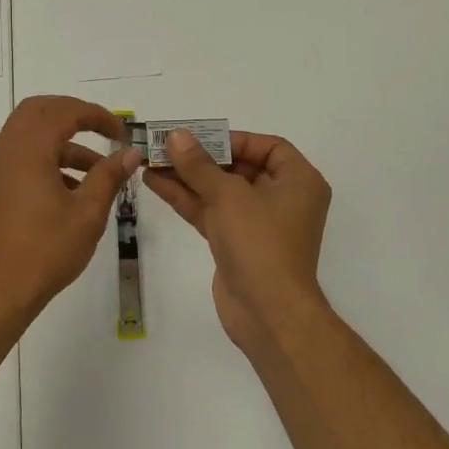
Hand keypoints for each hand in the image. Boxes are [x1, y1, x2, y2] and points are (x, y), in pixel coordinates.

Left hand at [0, 95, 143, 326]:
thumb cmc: (45, 250)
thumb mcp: (87, 213)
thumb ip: (109, 176)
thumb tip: (130, 153)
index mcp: (28, 148)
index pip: (64, 111)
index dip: (96, 115)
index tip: (121, 133)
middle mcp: (6, 148)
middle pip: (40, 111)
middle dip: (74, 116)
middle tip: (104, 133)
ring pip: (30, 134)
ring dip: (63, 142)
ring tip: (99, 171)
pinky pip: (21, 156)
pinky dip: (47, 159)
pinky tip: (73, 189)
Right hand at [144, 129, 332, 344]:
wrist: (267, 312)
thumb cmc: (259, 243)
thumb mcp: (228, 196)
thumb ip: (199, 165)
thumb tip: (176, 136)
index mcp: (298, 182)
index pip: (268, 147)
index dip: (233, 139)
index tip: (199, 138)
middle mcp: (282, 199)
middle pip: (239, 167)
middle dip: (200, 157)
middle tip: (165, 146)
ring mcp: (258, 223)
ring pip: (219, 191)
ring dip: (187, 177)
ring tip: (149, 161)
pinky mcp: (237, 243)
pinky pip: (211, 212)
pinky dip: (186, 198)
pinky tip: (155, 183)